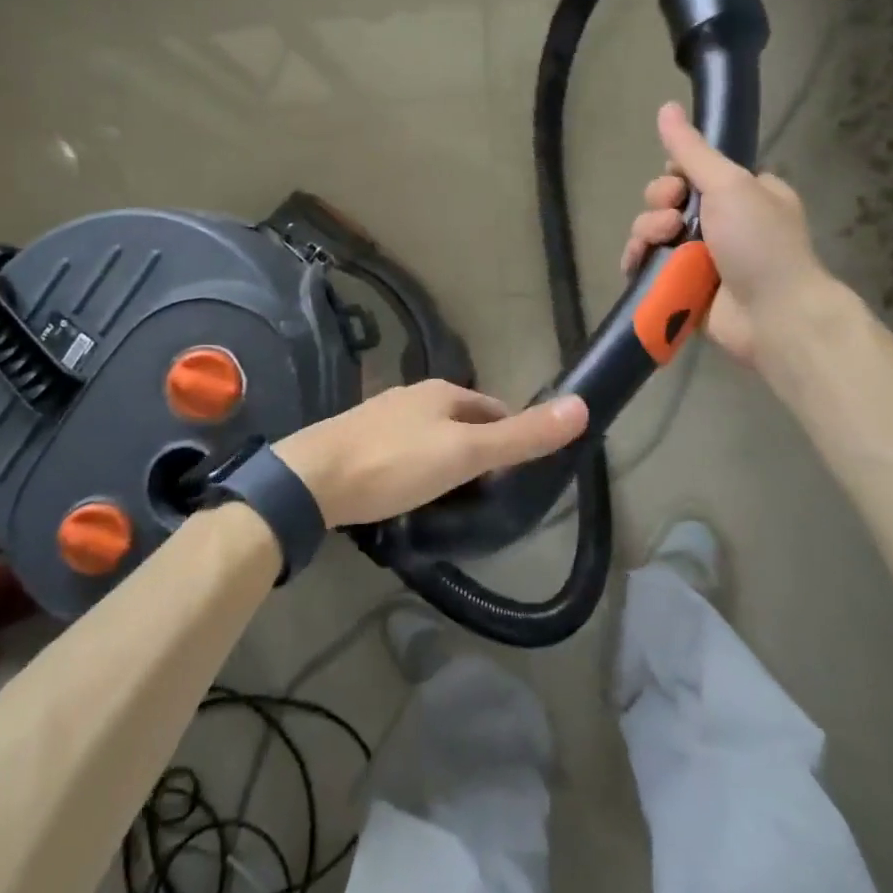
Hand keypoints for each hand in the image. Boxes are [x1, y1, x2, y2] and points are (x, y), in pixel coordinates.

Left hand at [275, 380, 587, 528]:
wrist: (311, 480)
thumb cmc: (395, 463)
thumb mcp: (465, 454)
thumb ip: (521, 436)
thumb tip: (582, 406)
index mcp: (441, 392)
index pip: (493, 408)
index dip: (511, 436)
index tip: (519, 475)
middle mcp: (412, 396)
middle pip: (462, 421)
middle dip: (479, 450)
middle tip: (489, 495)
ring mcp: (381, 417)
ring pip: (431, 436)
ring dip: (448, 460)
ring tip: (454, 500)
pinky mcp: (357, 442)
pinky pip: (402, 451)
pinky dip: (417, 468)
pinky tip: (411, 494)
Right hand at [619, 101, 832, 369]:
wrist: (775, 316)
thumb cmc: (760, 244)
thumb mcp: (729, 185)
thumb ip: (692, 150)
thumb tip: (666, 106)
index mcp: (743, 193)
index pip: (694, 171)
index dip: (676, 174)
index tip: (678, 184)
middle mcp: (722, 222)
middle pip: (667, 200)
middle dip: (659, 205)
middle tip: (672, 220)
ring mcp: (702, 256)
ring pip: (654, 232)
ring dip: (647, 233)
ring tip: (660, 246)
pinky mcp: (683, 286)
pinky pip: (649, 265)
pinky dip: (638, 261)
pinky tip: (635, 264)